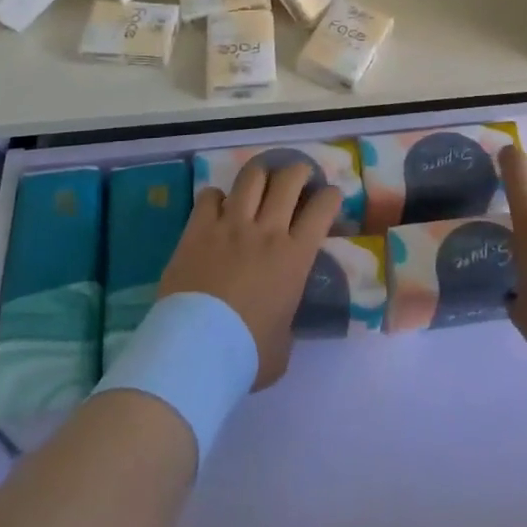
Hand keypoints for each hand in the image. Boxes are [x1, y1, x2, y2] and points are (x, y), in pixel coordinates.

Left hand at [157, 163, 340, 390]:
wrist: (196, 351)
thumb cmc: (246, 354)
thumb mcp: (282, 346)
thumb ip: (286, 323)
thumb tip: (279, 323)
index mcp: (295, 256)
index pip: (322, 208)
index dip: (330, 196)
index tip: (330, 196)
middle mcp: (267, 230)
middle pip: (289, 179)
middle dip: (299, 171)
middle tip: (298, 178)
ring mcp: (231, 225)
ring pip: (252, 177)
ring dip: (261, 174)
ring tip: (262, 179)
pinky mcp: (198, 228)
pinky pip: (210, 195)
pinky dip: (217, 197)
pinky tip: (218, 207)